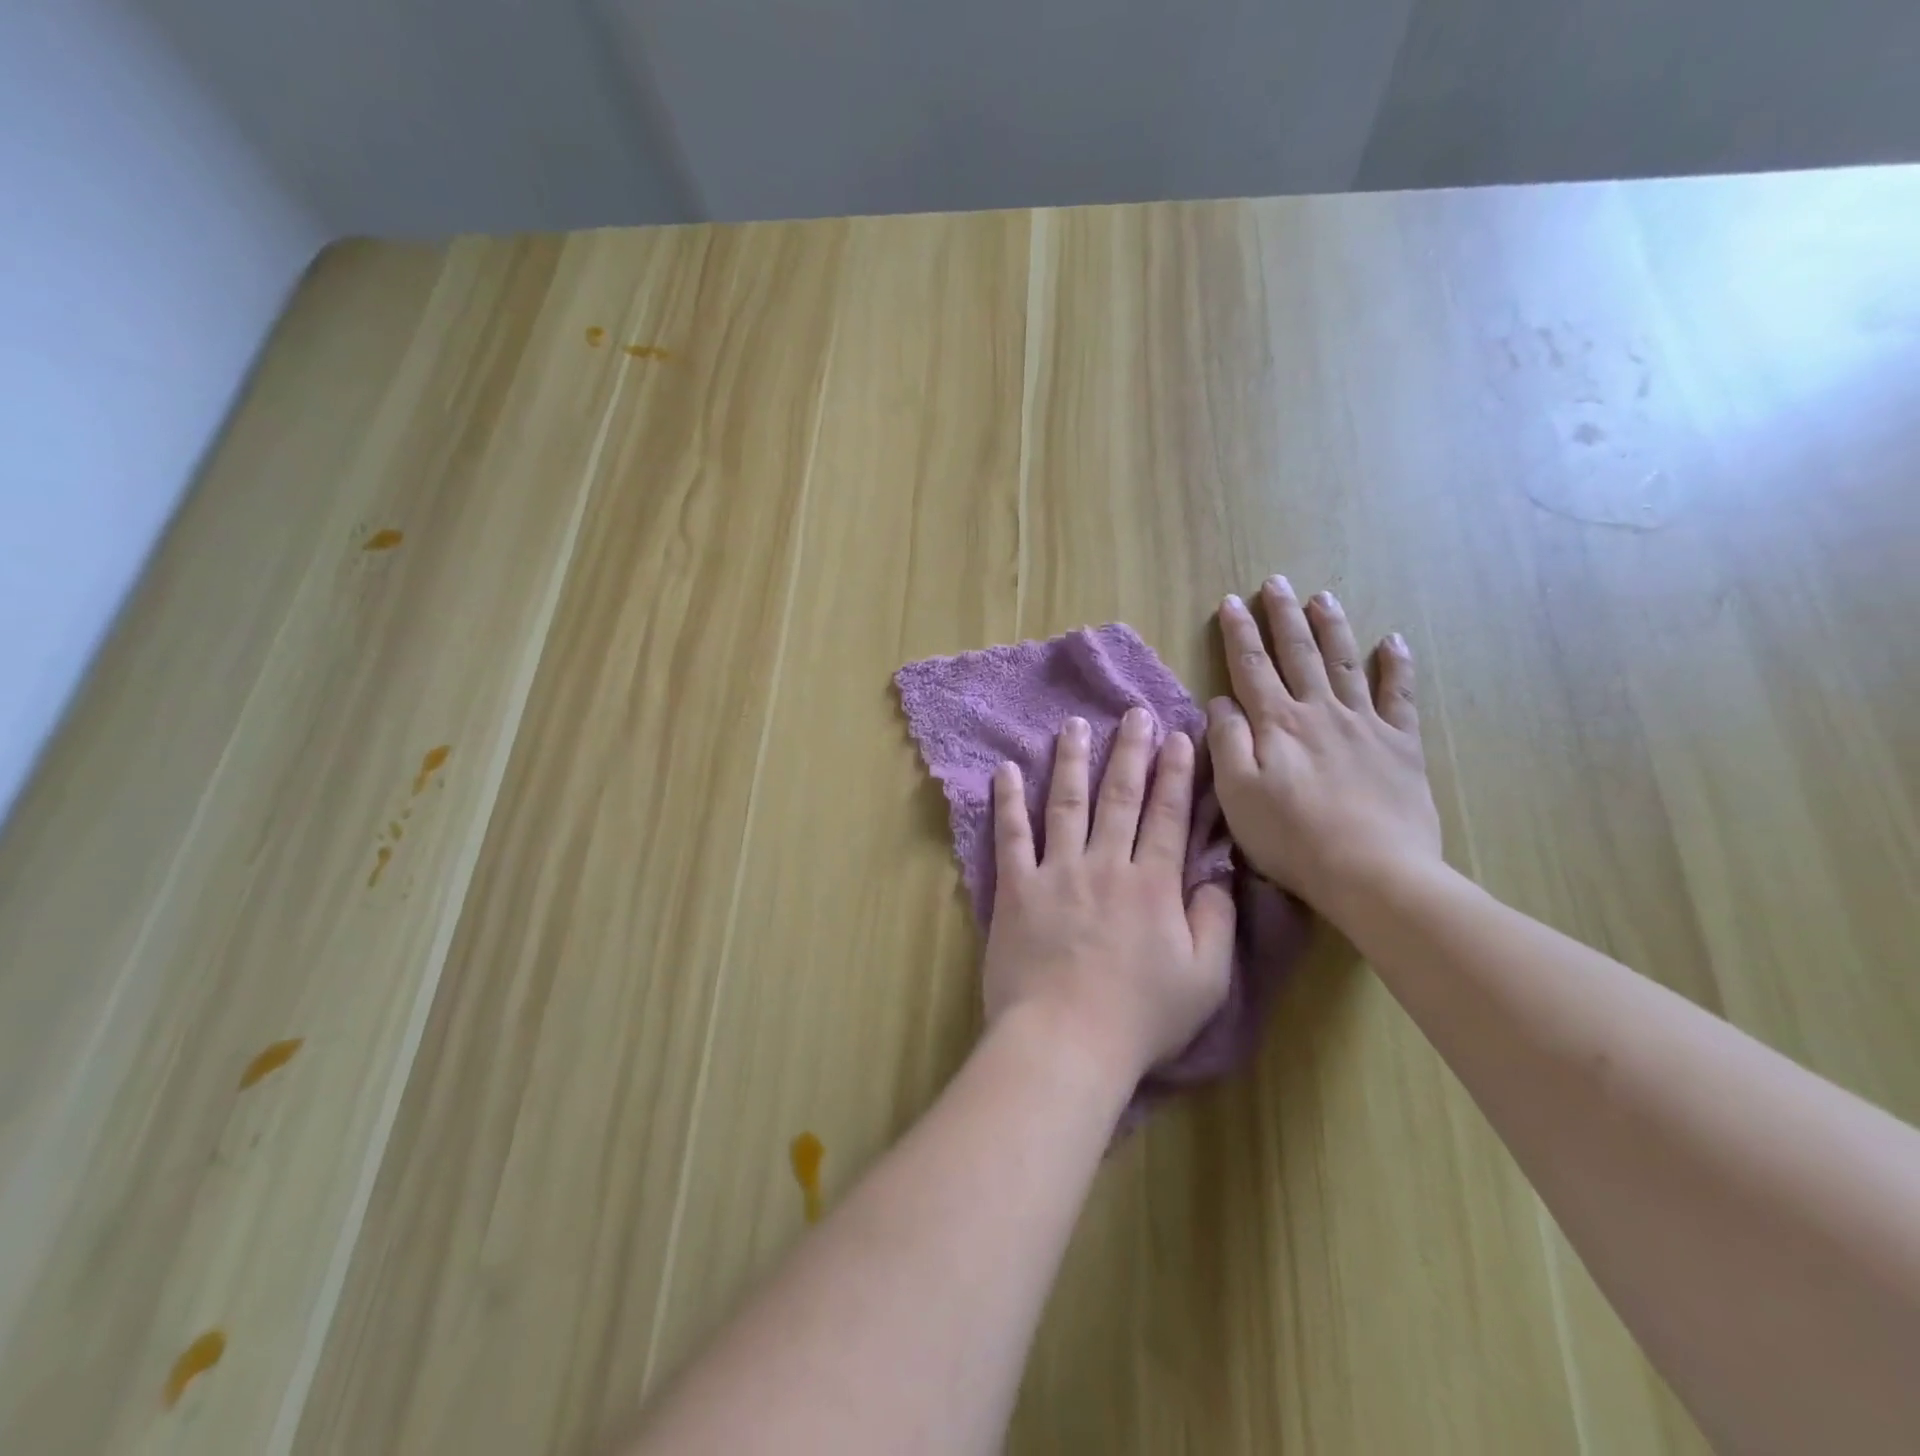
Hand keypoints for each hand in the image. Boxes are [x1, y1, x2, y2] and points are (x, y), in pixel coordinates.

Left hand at [983, 708, 1236, 1083]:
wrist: (1066, 1041)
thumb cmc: (1141, 1018)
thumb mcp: (1206, 979)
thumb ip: (1216, 922)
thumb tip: (1217, 876)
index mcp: (1153, 885)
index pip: (1168, 816)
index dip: (1177, 774)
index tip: (1180, 737)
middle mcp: (1105, 864)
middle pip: (1120, 797)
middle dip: (1131, 751)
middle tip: (1135, 714)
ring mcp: (1057, 872)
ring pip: (1067, 803)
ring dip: (1072, 761)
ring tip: (1075, 725)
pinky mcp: (1017, 888)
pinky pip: (1011, 835)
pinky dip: (1008, 801)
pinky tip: (1005, 769)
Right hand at [1207, 576, 1442, 919]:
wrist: (1373, 872)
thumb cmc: (1292, 838)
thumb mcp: (1237, 795)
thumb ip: (1227, 742)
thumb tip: (1220, 703)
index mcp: (1277, 723)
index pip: (1252, 667)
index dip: (1239, 633)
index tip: (1230, 602)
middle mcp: (1320, 711)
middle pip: (1299, 653)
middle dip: (1282, 616)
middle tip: (1275, 583)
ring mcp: (1365, 724)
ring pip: (1345, 662)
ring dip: (1331, 627)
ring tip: (1321, 597)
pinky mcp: (1401, 745)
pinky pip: (1400, 696)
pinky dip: (1396, 666)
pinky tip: (1393, 641)